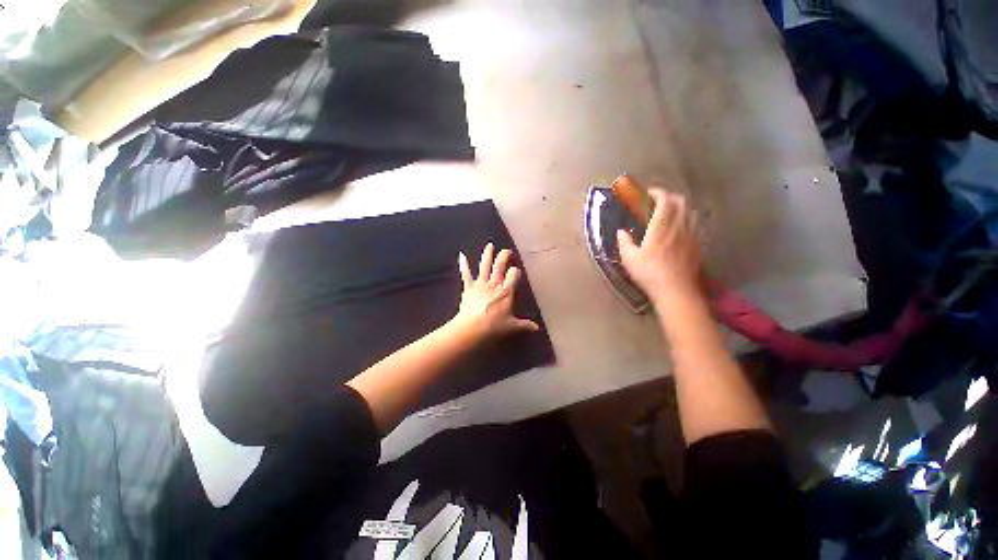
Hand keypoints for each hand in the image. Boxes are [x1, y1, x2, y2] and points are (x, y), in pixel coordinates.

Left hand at [455, 243, 539, 337]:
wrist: (472, 327)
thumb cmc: (494, 326)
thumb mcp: (512, 326)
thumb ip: (524, 325)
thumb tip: (537, 328)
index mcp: (506, 291)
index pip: (513, 275)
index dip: (515, 271)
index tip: (516, 270)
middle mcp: (494, 283)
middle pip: (500, 265)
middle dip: (504, 256)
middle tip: (507, 251)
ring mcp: (480, 284)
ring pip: (485, 265)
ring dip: (487, 255)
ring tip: (490, 245)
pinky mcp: (468, 287)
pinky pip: (466, 274)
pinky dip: (463, 264)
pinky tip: (461, 255)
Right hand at [617, 188, 703, 304]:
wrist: (676, 291)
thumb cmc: (649, 274)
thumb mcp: (629, 259)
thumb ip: (624, 242)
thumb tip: (620, 232)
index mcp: (661, 228)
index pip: (665, 200)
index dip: (658, 192)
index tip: (649, 193)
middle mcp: (679, 227)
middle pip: (681, 201)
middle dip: (670, 196)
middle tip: (658, 201)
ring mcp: (691, 235)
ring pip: (691, 211)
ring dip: (680, 206)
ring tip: (669, 212)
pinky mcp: (697, 244)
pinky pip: (695, 223)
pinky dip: (687, 218)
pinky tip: (679, 227)